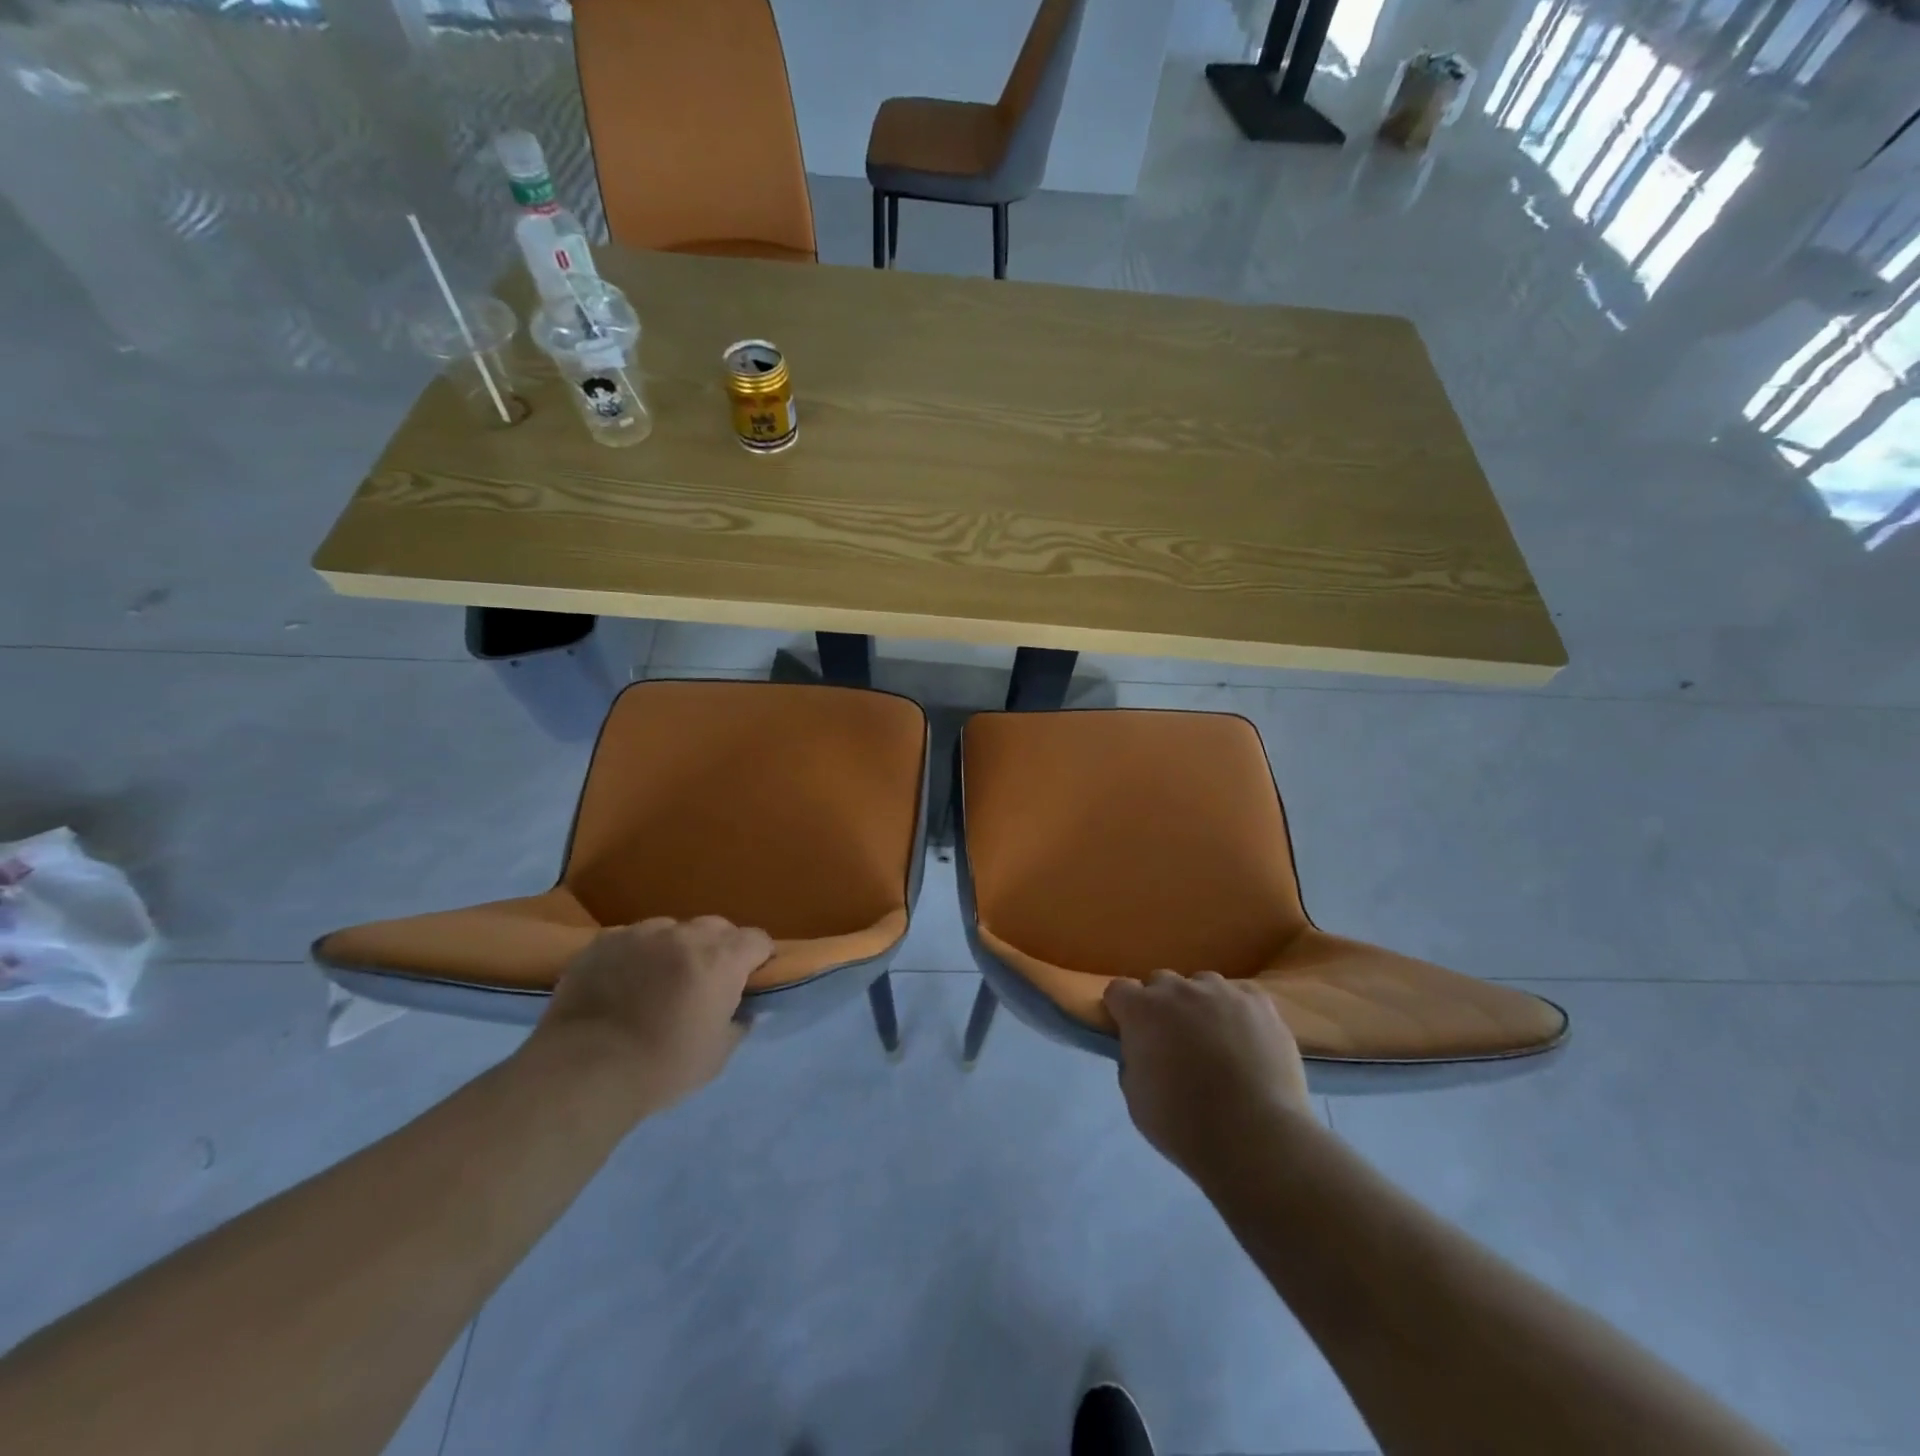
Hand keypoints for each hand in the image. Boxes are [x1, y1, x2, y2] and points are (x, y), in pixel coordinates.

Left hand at [530, 916, 773, 1113]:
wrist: (583, 1071)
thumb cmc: (662, 1067)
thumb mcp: (717, 1055)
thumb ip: (738, 1023)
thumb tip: (744, 1010)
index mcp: (722, 958)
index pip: (757, 939)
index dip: (758, 958)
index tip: (749, 981)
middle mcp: (686, 934)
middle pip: (716, 927)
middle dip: (719, 949)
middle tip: (705, 983)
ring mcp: (641, 933)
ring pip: (672, 930)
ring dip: (675, 948)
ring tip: (658, 981)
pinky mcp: (603, 941)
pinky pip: (632, 939)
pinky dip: (636, 955)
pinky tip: (622, 984)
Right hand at [1104, 971, 1314, 1177]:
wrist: (1256, 1138)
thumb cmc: (1185, 1125)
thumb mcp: (1136, 1098)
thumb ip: (1132, 1060)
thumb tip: (1142, 1049)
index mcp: (1142, 1010)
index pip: (1119, 990)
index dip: (1122, 1010)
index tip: (1130, 1032)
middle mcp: (1179, 990)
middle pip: (1161, 982)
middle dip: (1161, 1005)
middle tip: (1173, 1040)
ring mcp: (1222, 992)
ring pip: (1202, 985)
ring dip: (1200, 1005)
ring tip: (1215, 1039)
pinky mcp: (1259, 1003)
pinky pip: (1241, 996)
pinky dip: (1237, 1012)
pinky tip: (1246, 1040)